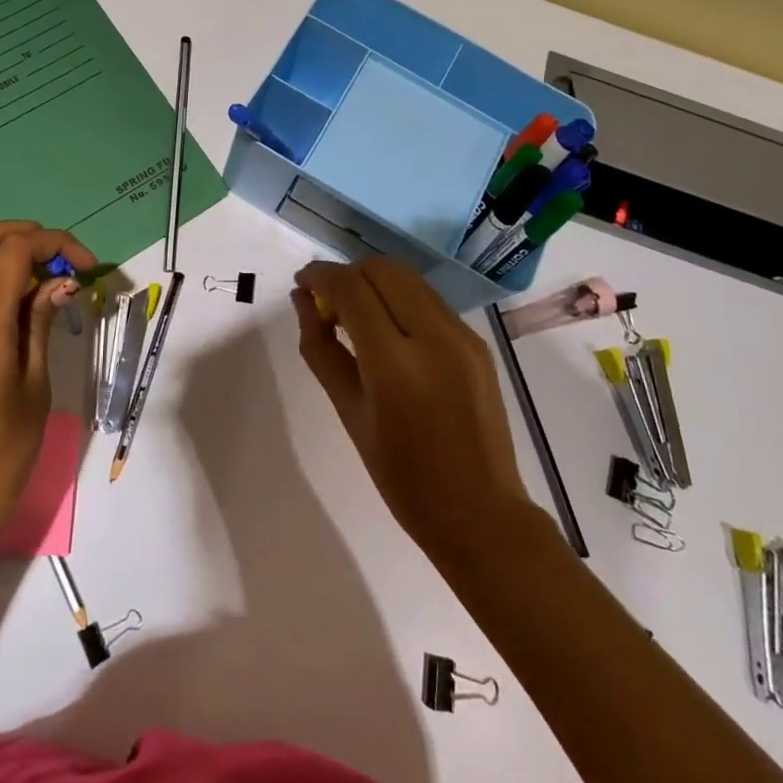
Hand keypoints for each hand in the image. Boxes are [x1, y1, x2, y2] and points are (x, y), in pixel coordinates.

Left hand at [0, 221, 94, 572]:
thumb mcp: (35, 388)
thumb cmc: (1, 456)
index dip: (54, 243)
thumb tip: (60, 282)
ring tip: (37, 272)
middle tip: (59, 257)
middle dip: (21, 233)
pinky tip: (10, 298)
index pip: (13, 252)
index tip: (87, 265)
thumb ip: (42, 324)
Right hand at [292, 257, 531, 570]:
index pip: (351, 289)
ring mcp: (462, 336)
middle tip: (327, 302)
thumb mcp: (349, 413)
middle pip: (383, 269)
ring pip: (409, 278)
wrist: (480, 513)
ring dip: (375, 283)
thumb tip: (303, 301)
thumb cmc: (402, 477)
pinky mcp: (477, 342)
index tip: (302, 281)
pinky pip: (429, 301)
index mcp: (395, 363)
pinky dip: (400, 299)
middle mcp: (434, 336)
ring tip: (355, 315)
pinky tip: (389, 331)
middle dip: (349, 273)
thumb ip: (321, 349)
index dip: (321, 275)